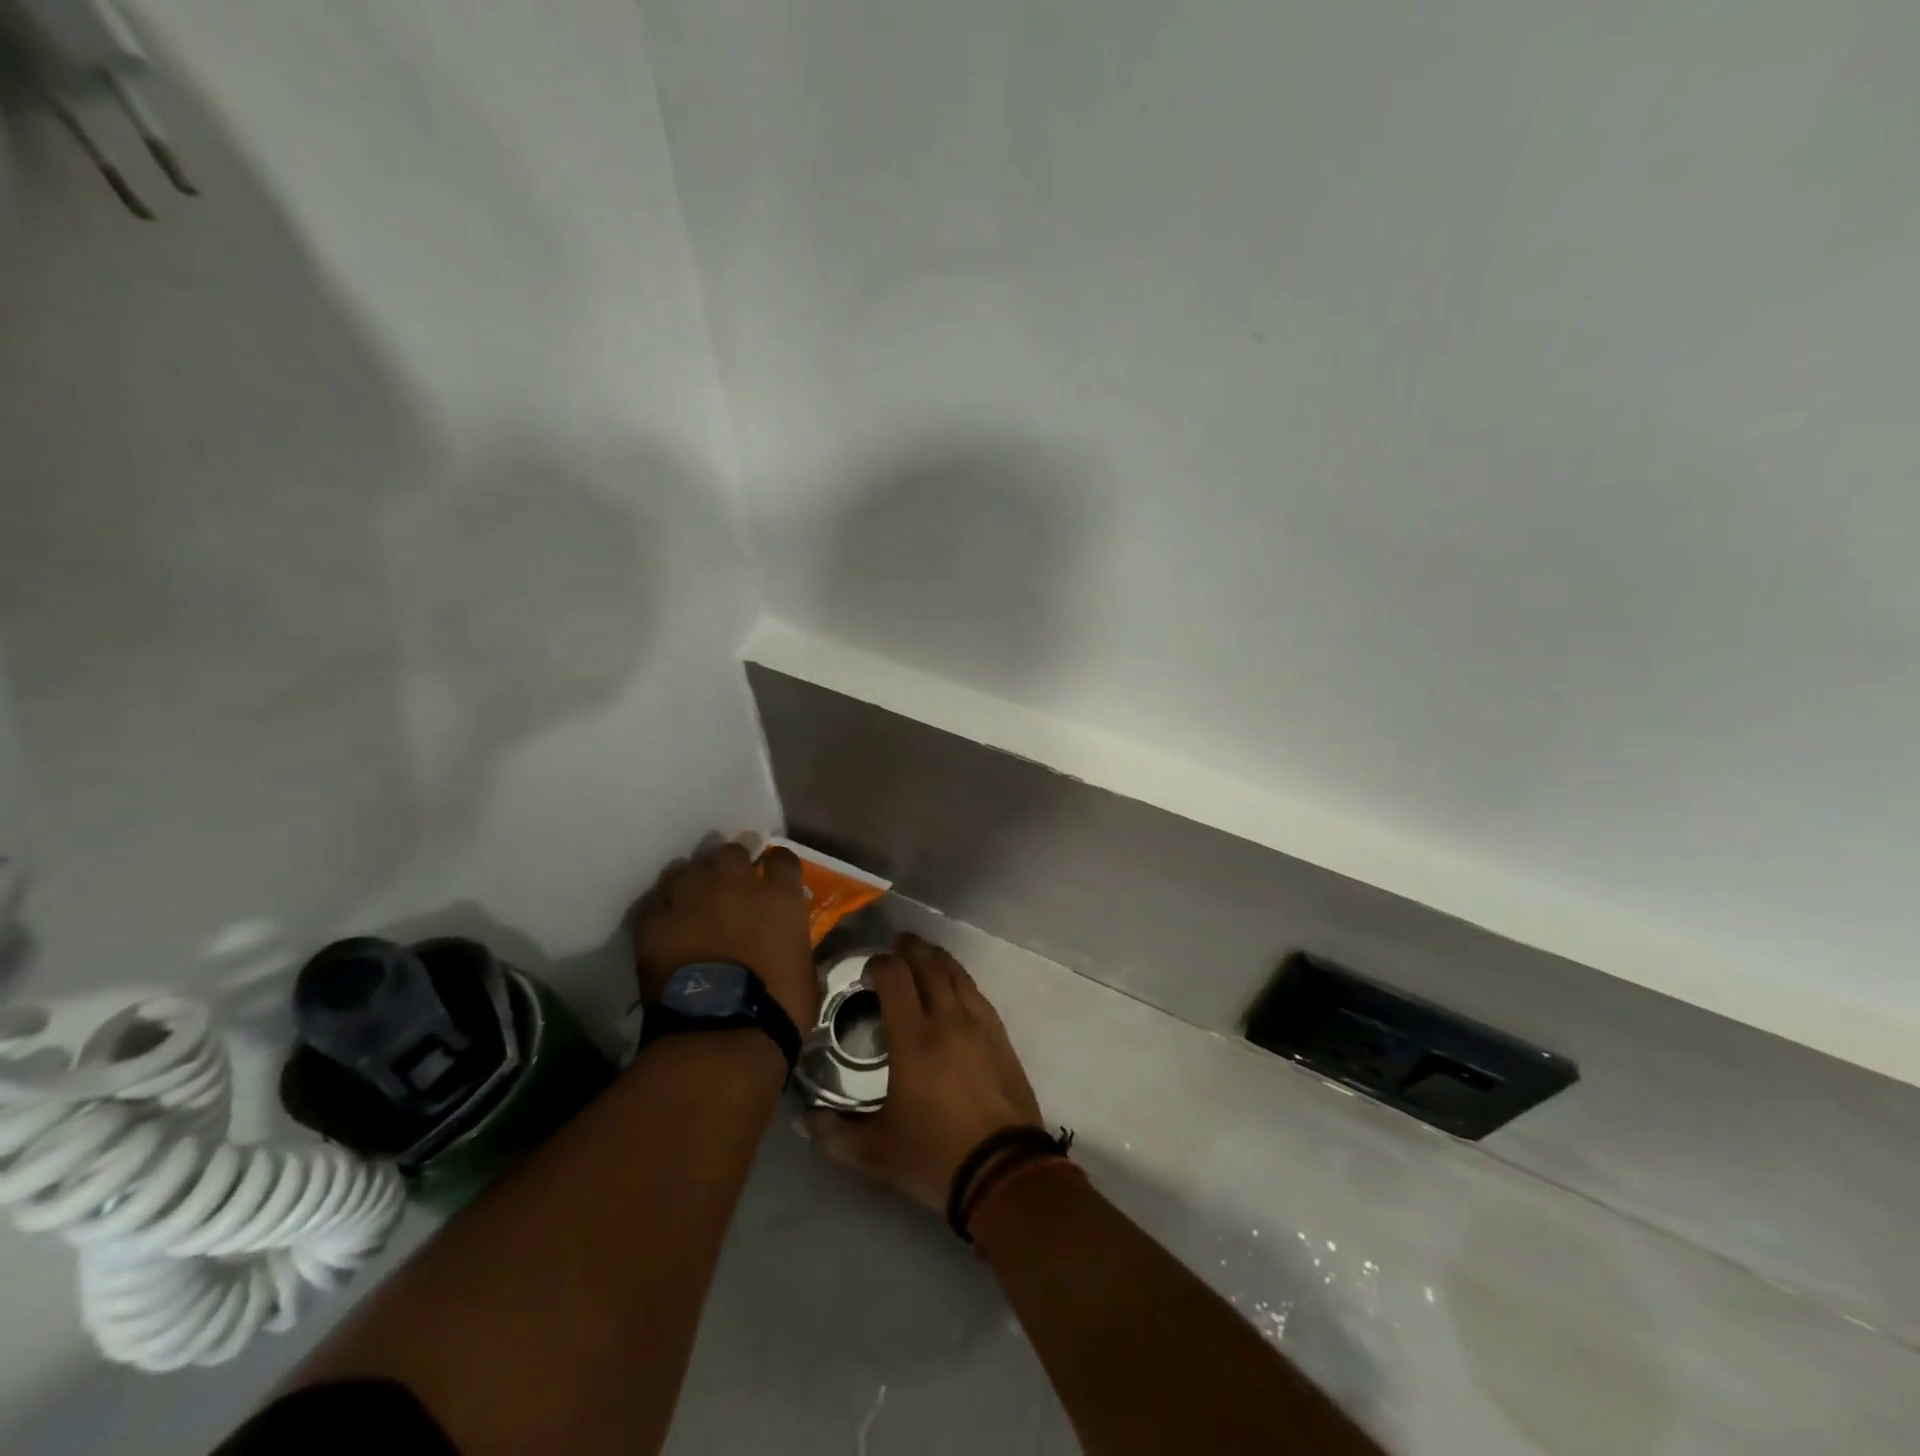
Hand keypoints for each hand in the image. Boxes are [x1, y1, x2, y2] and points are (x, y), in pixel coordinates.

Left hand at [631, 840, 818, 1030]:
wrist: (721, 1032)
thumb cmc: (777, 1007)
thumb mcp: (803, 967)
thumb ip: (792, 939)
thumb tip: (784, 941)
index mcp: (779, 896)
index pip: (782, 858)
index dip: (776, 865)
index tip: (773, 874)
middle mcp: (735, 884)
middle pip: (730, 853)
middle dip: (731, 865)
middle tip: (729, 886)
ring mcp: (692, 899)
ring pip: (688, 869)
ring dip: (694, 882)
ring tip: (693, 902)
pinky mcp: (655, 921)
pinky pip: (658, 903)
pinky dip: (664, 912)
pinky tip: (667, 927)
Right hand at [806, 933, 1043, 1212]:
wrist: (1004, 1170)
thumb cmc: (935, 1156)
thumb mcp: (875, 1153)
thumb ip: (835, 1133)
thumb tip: (804, 1120)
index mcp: (913, 1040)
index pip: (895, 979)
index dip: (879, 965)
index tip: (868, 970)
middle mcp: (947, 1020)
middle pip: (929, 966)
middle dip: (911, 950)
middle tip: (898, 944)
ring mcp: (978, 1024)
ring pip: (957, 975)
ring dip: (938, 959)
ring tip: (926, 954)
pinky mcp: (1000, 1036)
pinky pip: (977, 993)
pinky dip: (961, 979)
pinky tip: (956, 985)